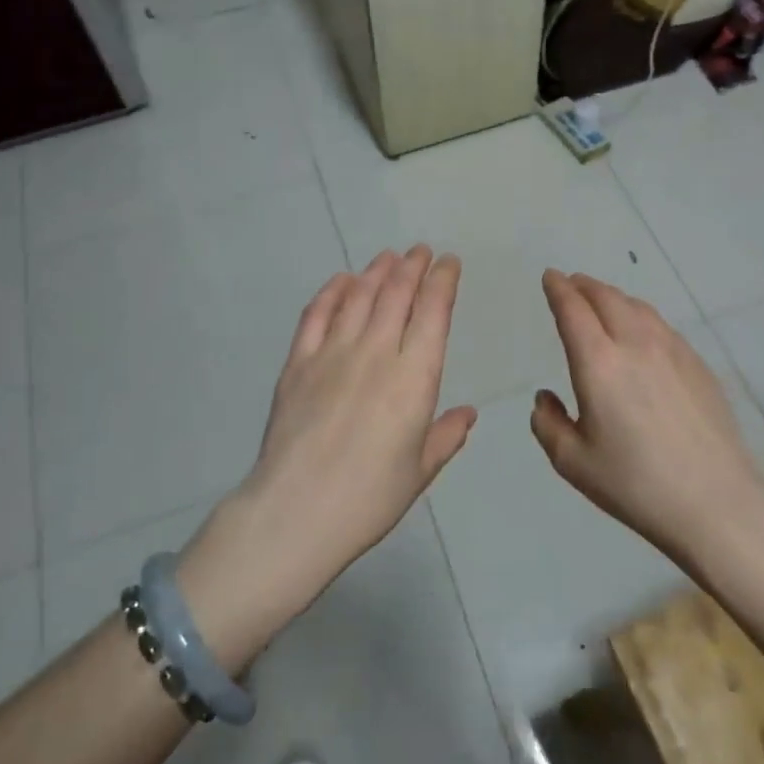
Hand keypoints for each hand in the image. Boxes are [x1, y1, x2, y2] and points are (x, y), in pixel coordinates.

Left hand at [179, 247, 474, 663]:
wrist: (297, 512)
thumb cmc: (369, 498)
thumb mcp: (419, 472)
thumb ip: (445, 436)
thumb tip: (467, 414)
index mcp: (414, 378)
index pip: (433, 312)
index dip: (443, 281)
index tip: (449, 264)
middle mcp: (377, 353)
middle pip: (397, 294)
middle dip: (412, 266)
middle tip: (420, 251)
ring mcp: (333, 353)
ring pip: (359, 296)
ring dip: (376, 271)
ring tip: (387, 258)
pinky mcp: (298, 362)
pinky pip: (316, 315)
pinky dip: (331, 292)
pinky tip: (341, 281)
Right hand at [532, 270, 763, 564]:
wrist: (716, 501)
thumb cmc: (636, 484)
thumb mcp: (574, 463)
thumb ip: (548, 424)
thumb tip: (546, 398)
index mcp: (598, 363)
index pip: (573, 310)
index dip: (558, 289)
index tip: (550, 277)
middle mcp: (634, 344)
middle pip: (606, 297)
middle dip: (584, 285)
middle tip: (572, 284)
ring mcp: (672, 350)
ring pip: (637, 306)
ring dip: (613, 297)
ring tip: (602, 301)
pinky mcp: (698, 364)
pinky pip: (661, 325)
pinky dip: (640, 315)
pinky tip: (641, 331)